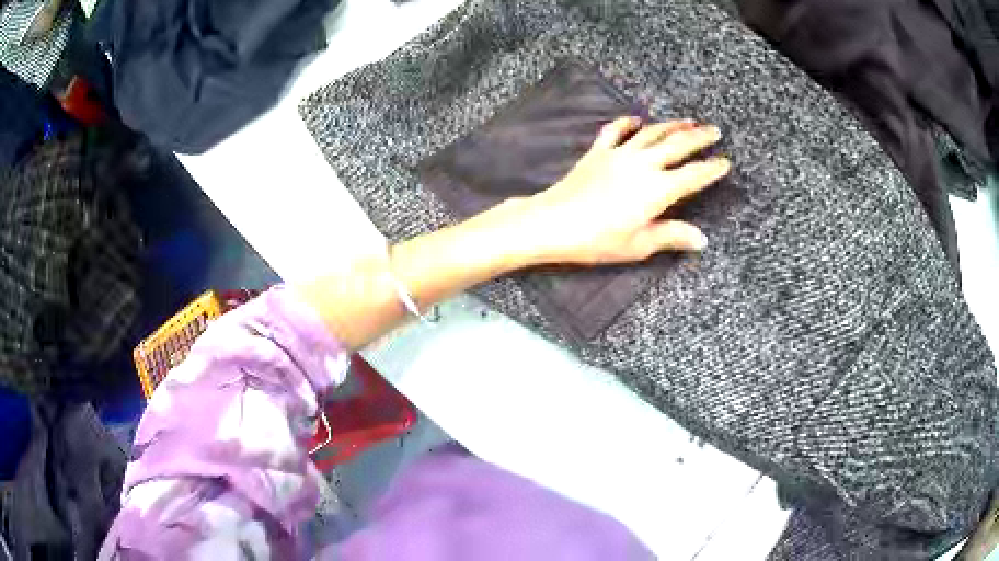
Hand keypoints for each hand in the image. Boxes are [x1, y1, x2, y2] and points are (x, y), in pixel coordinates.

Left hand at [517, 116, 730, 265]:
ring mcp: (619, 154)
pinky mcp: (598, 152)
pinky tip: (637, 119)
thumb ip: (672, 236)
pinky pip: (616, 130)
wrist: (554, 223)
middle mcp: (643, 165)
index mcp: (658, 190)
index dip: (711, 168)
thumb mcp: (639, 244)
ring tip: (688, 120)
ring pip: (652, 132)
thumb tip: (701, 239)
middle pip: (677, 145)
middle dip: (699, 137)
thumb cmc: (598, 240)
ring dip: (672, 125)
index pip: (693, 175)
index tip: (725, 162)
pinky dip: (628, 122)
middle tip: (715, 130)